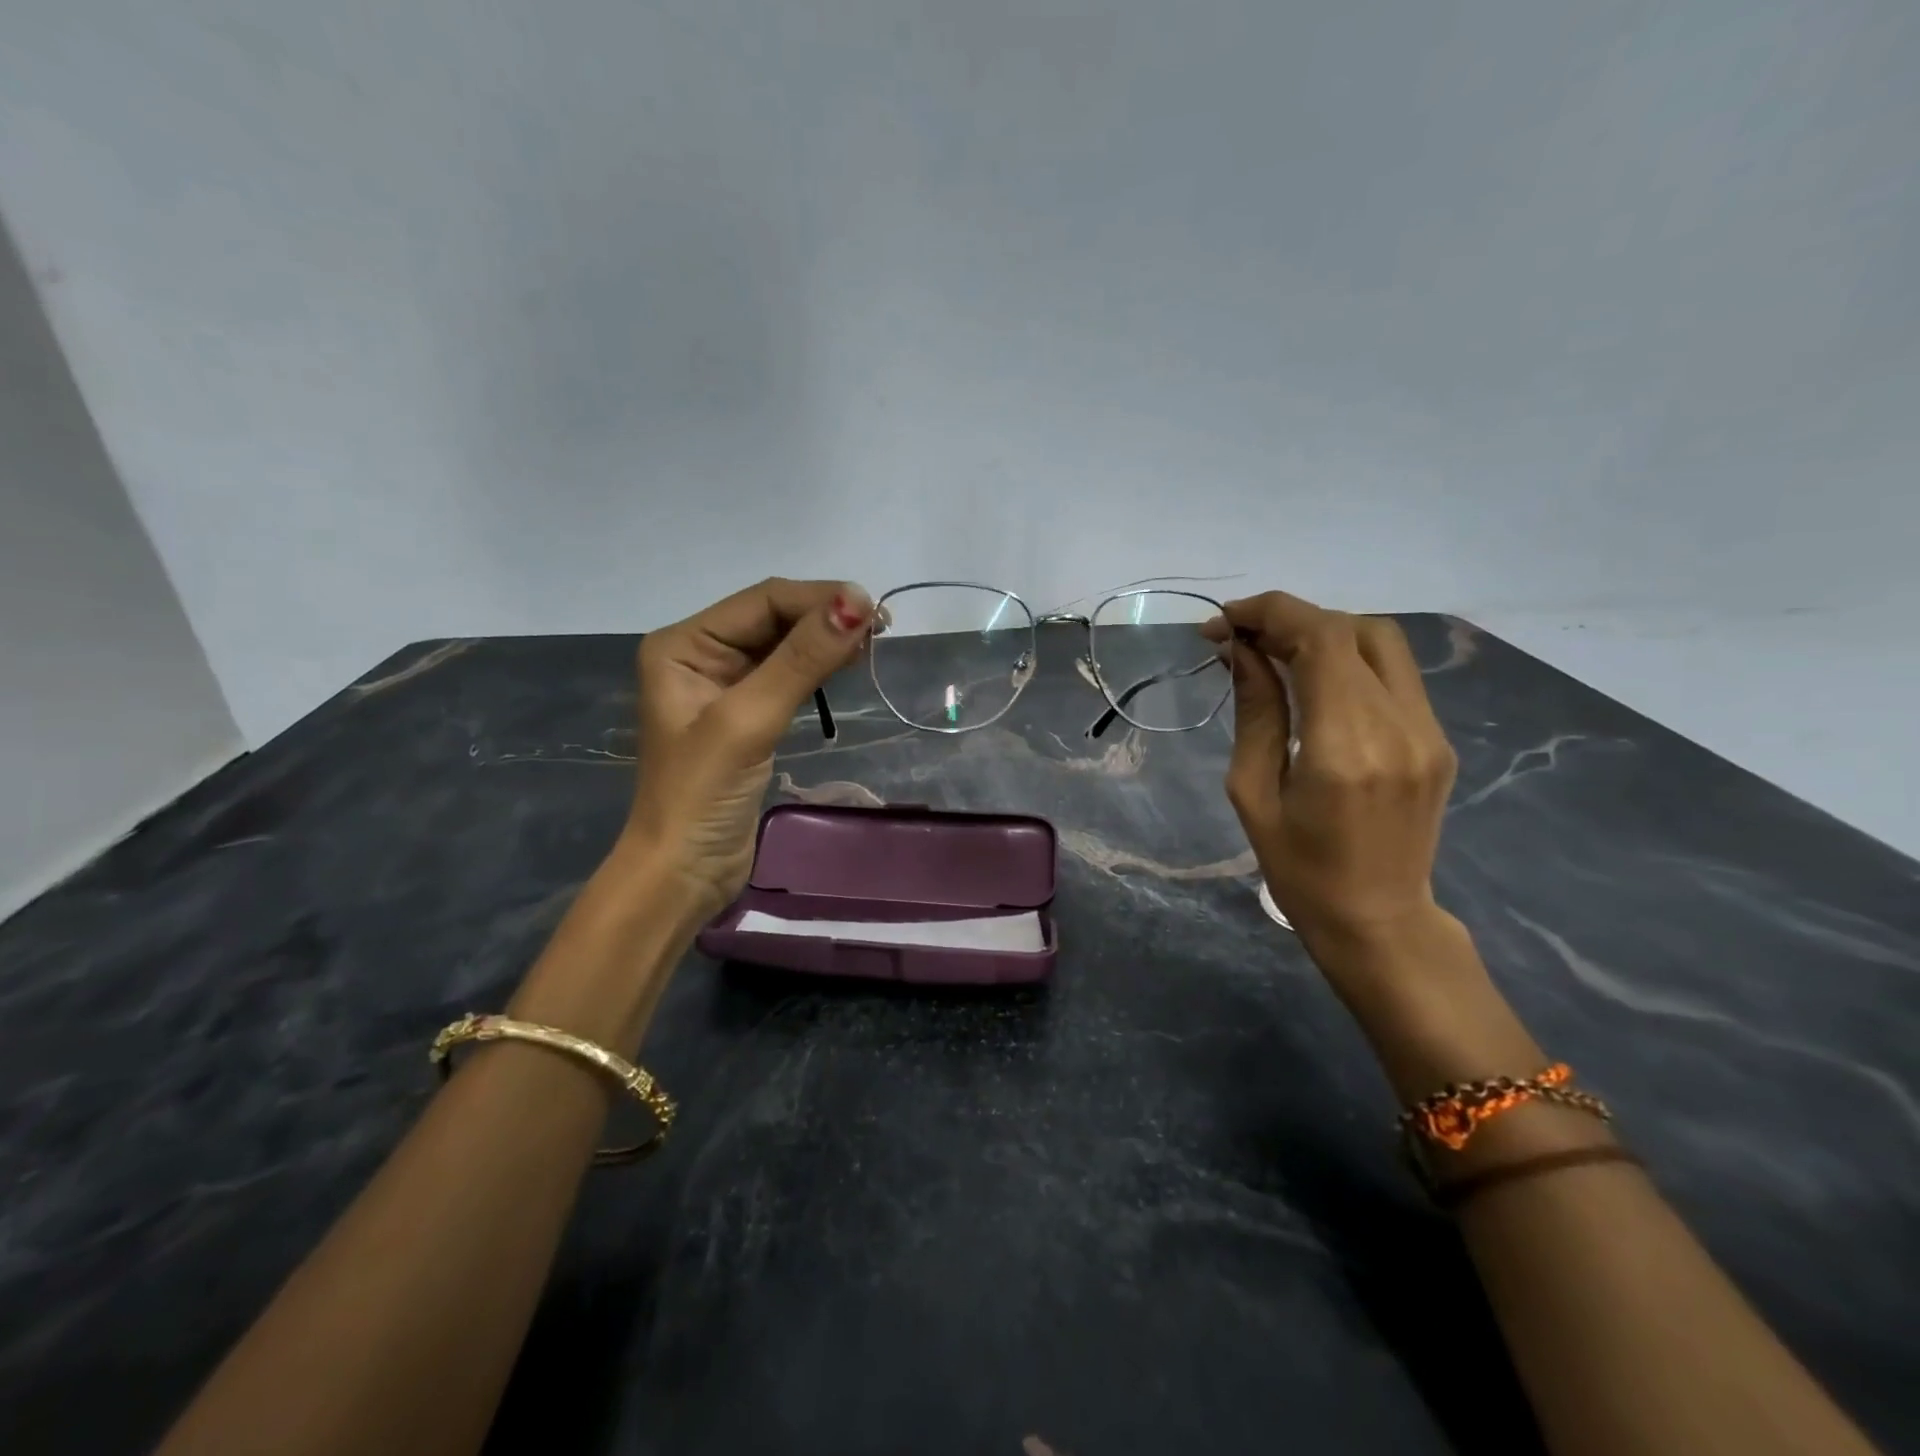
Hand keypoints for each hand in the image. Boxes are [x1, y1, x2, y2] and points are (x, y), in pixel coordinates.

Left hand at [624, 578, 873, 918]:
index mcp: (683, 644)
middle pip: (774, 618)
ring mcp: (724, 687)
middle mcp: (700, 655)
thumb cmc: (702, 794)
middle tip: (882, 628)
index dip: (818, 599)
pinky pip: (788, 676)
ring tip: (873, 643)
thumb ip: (800, 660)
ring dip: (826, 641)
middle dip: (825, 618)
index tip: (873, 609)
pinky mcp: (747, 716)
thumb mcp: (749, 720)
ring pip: (785, 646)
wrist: (683, 873)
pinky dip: (819, 669)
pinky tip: (847, 665)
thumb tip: (857, 602)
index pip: (762, 601)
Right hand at [1203, 591, 1457, 960]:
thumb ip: (1255, 711)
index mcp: (1345, 746)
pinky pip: (1393, 674)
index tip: (1222, 623)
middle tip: (1240, 637)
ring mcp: (1428, 731)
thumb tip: (1240, 650)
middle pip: (1353, 629)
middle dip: (1290, 618)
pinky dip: (1347, 658)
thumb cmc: (1297, 867)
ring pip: (1380, 642)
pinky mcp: (1437, 739)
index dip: (1269, 613)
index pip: (1320, 639)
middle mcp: (1399, 726)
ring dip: (1321, 632)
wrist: (1377, 919)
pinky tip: (1311, 678)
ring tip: (1272, 651)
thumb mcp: (1252, 792)